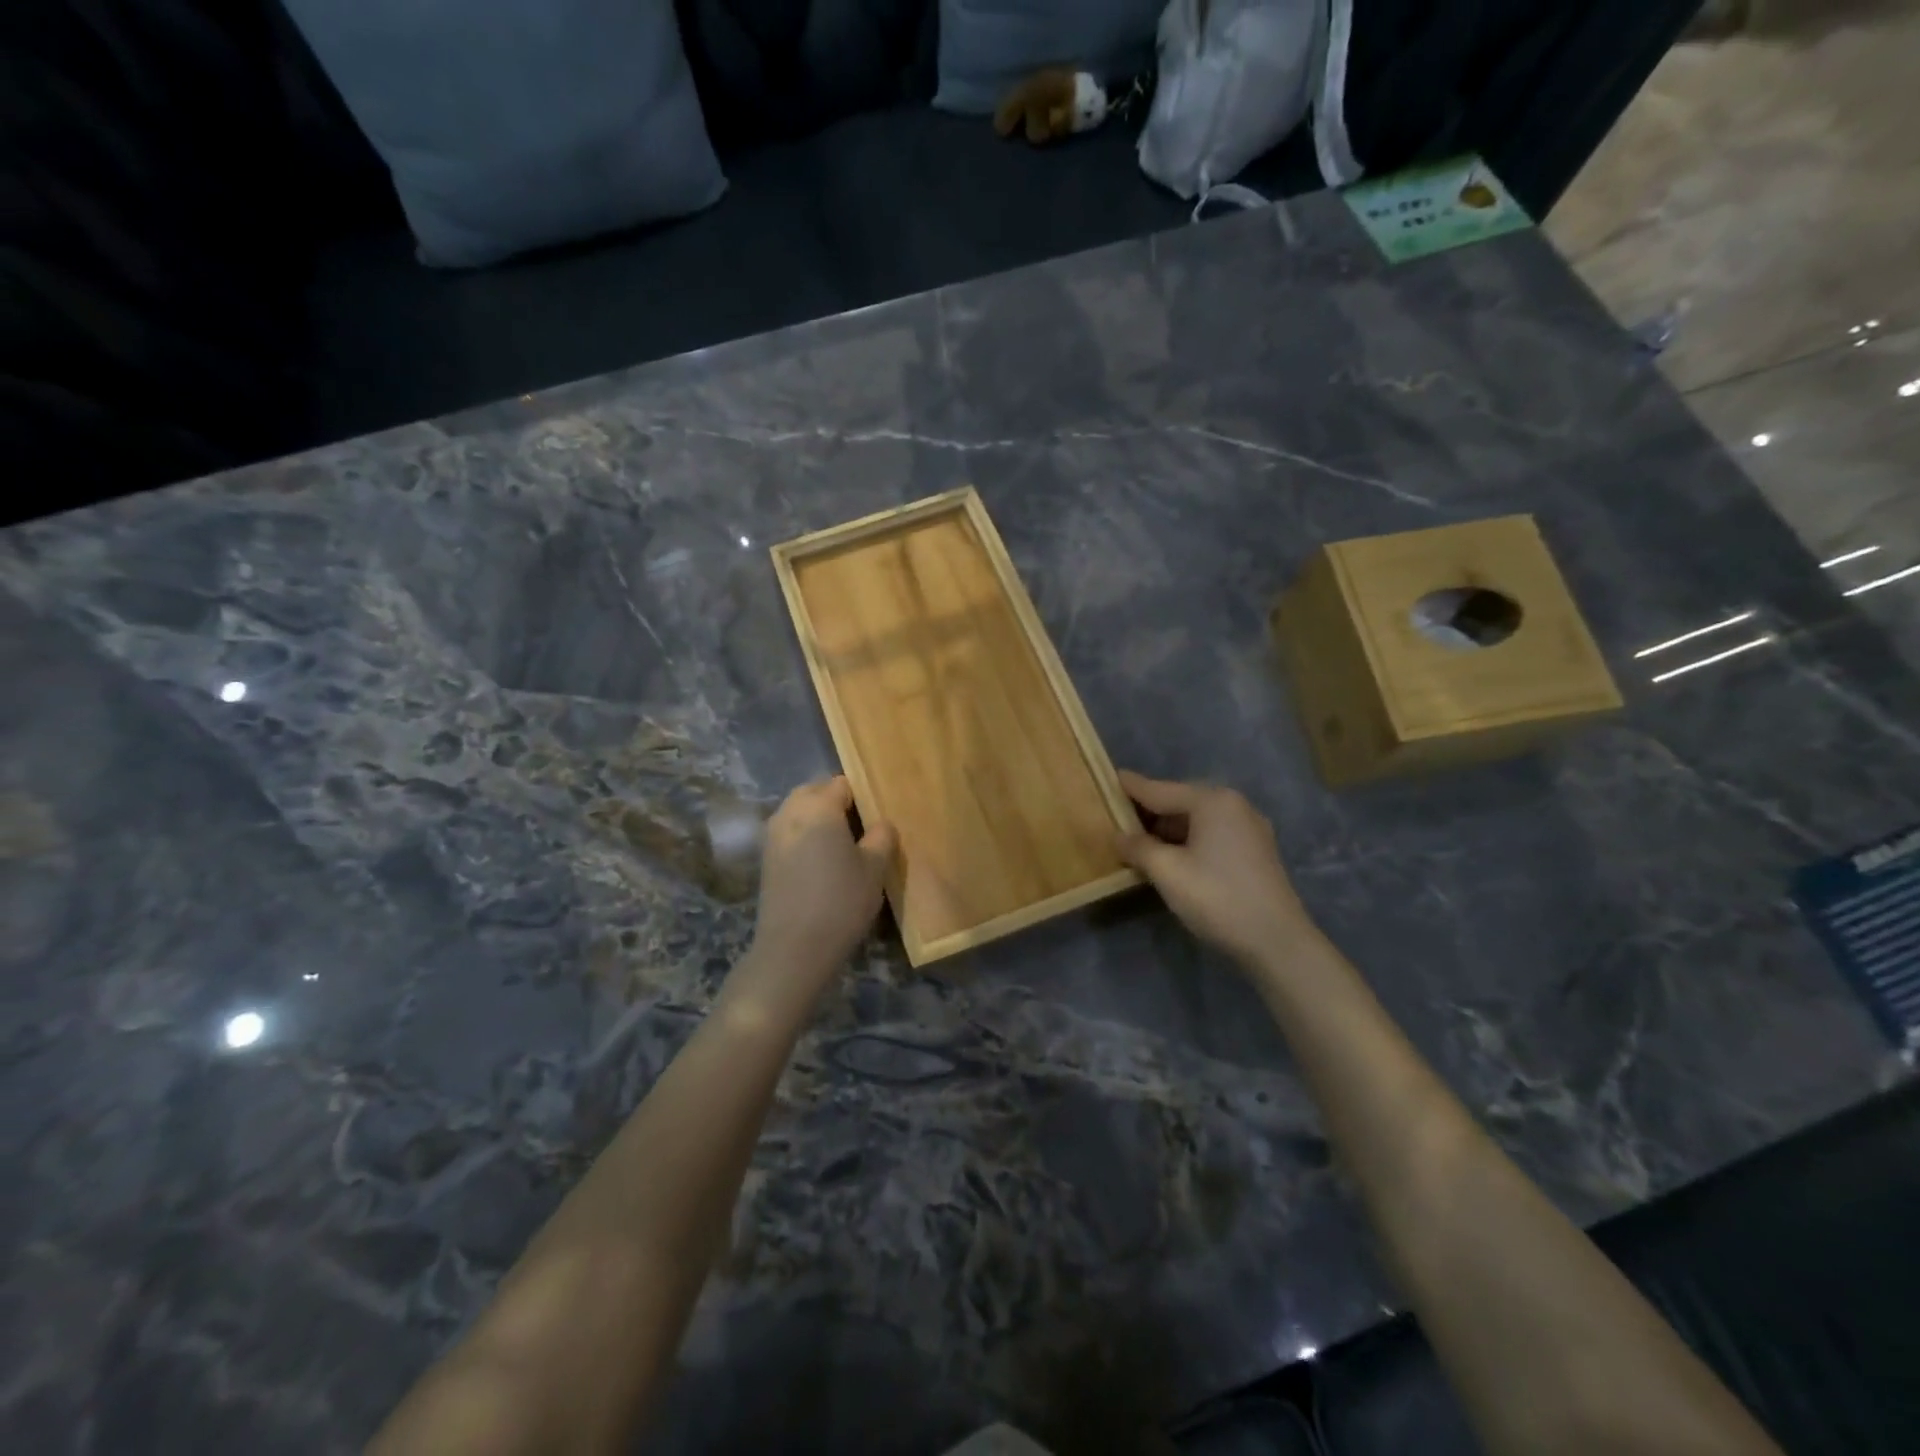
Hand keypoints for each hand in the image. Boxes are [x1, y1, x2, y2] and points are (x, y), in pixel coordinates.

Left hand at [749, 777, 896, 979]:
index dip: (862, 796)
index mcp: (818, 806)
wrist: (793, 949)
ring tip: (842, 847)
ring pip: (799, 811)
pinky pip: (790, 832)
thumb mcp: (875, 868)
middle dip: (837, 803)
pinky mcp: (766, 858)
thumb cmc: (841, 901)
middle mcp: (790, 812)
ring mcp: (773, 834)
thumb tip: (881, 824)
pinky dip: (805, 837)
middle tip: (861, 830)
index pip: (843, 783)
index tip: (876, 818)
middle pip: (816, 791)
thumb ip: (882, 836)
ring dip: (819, 820)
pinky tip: (822, 863)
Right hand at [1117, 771, 1317, 967]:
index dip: (1131, 787)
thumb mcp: (1167, 872)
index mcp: (1212, 801)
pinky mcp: (1256, 851)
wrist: (1277, 942)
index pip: (1160, 790)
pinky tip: (1172, 855)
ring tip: (1138, 840)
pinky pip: (1212, 834)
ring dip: (1168, 829)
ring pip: (1197, 820)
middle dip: (1149, 811)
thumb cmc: (1217, 898)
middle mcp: (1234, 805)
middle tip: (1117, 817)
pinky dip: (1189, 840)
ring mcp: (1250, 828)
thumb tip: (1118, 836)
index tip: (1109, 777)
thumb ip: (1138, 847)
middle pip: (1180, 801)